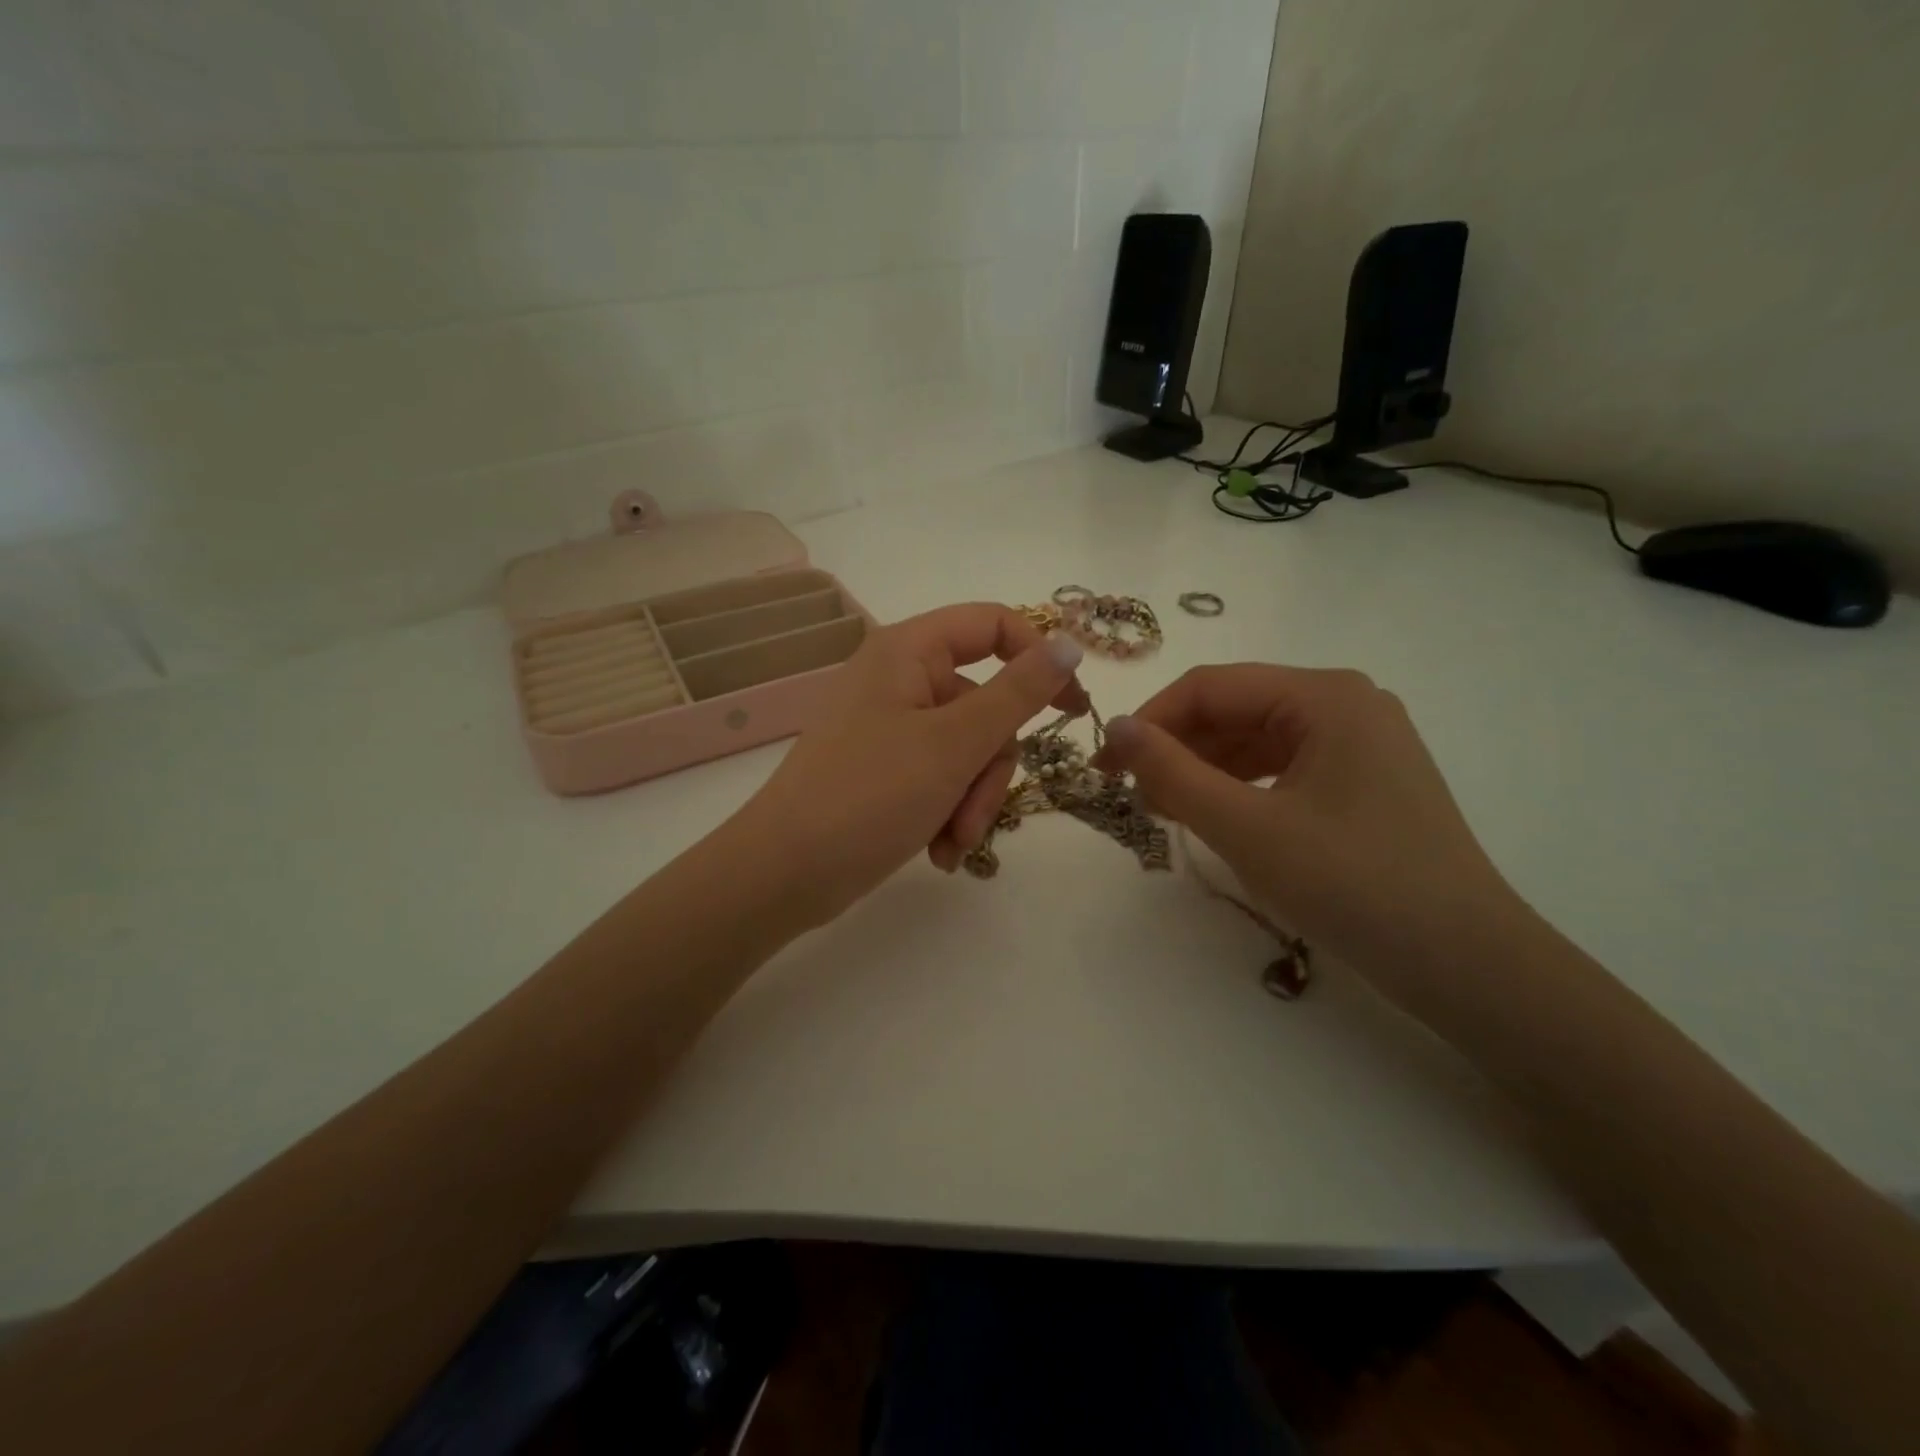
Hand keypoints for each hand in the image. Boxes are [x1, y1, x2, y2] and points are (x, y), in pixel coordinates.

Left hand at [732, 603, 1087, 928]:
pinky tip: (938, 851)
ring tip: (951, 843)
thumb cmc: (869, 795)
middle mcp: (899, 680)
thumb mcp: (955, 744)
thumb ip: (1018, 692)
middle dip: (990, 767)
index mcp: (908, 652)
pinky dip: (949, 813)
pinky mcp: (886, 770)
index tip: (1072, 709)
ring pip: (969, 750)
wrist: (785, 873)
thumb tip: (1069, 644)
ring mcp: (891, 727)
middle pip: (985, 703)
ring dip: (972, 801)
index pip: (992, 625)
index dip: (1039, 658)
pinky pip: (942, 778)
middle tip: (974, 813)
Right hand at [1096, 664, 1524, 1000]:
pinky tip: (1213, 817)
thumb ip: (1172, 772)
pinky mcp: (1363, 780)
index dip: (1149, 721)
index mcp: (1324, 695)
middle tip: (1132, 797)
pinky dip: (1239, 788)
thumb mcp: (1246, 827)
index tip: (1105, 766)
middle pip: (1234, 709)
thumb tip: (1114, 728)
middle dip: (1177, 748)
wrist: (1466, 964)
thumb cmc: (1353, 884)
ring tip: (1164, 811)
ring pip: (1255, 740)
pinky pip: (1281, 768)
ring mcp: (1359, 742)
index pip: (1210, 686)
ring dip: (1203, 770)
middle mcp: (1345, 703)